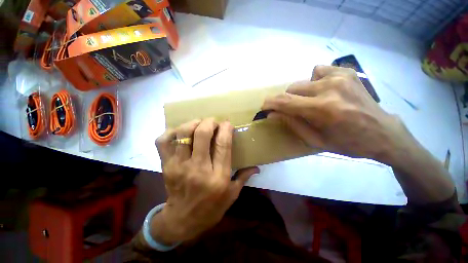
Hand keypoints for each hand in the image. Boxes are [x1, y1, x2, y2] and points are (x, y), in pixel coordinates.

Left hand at [152, 118, 258, 244]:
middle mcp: (198, 168)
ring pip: (183, 134)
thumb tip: (257, 167)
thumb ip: (244, 177)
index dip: (226, 129)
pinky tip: (180, 133)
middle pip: (202, 134)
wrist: (182, 221)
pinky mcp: (166, 165)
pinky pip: (163, 141)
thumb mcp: (232, 195)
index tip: (227, 123)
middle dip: (209, 122)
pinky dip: (170, 132)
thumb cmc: (211, 208)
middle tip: (213, 122)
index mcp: (218, 176)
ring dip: (192, 123)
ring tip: (198, 124)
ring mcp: (179, 165)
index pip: (223, 144)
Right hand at [262, 65, 413, 163]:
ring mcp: (340, 76)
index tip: (264, 106)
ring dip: (301, 92)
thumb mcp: (315, 140)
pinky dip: (315, 81)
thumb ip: (291, 124)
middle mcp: (330, 88)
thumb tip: (272, 114)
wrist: (383, 134)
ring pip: (303, 80)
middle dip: (287, 100)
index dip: (271, 103)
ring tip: (313, 102)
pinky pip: (318, 71)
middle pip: (292, 88)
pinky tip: (325, 91)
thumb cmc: (347, 143)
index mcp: (323, 109)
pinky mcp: (347, 71)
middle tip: (295, 110)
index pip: (286, 101)